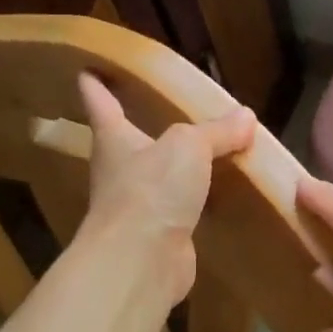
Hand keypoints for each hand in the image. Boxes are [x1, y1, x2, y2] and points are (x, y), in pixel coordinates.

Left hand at [78, 73, 255, 304]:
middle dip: (138, 126)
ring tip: (201, 151)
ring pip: (156, 177)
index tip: (87, 69)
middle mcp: (119, 171)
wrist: (141, 262)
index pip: (100, 103)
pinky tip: (217, 194)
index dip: (95, 85)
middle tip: (157, 107)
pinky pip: (180, 208)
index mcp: (114, 140)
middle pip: (126, 141)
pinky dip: (196, 200)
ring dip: (173, 166)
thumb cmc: (152, 190)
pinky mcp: (159, 236)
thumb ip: (216, 131)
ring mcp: (137, 207)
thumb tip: (245, 117)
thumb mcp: (189, 146)